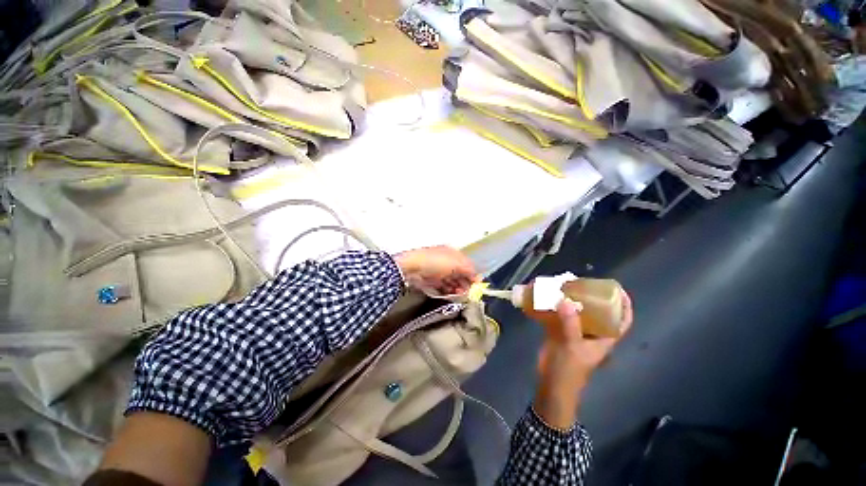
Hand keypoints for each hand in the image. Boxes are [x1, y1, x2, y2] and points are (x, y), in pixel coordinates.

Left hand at [393, 246, 478, 295]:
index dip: (472, 274)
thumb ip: (469, 270)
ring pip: (451, 281)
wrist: (411, 268)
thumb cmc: (436, 262)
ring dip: (457, 288)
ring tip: (459, 295)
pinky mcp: (430, 280)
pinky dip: (448, 291)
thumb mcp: (456, 264)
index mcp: (452, 253)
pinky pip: (442, 286)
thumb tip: (478, 278)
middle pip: (459, 273)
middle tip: (468, 293)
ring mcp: (437, 270)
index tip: (477, 286)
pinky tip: (451, 296)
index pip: (466, 264)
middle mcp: (446, 260)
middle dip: (465, 283)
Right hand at [534, 291, 632, 429]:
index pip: (622, 321)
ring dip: (572, 300)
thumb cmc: (568, 369)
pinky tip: (548, 298)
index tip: (618, 289)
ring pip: (578, 313)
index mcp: (603, 339)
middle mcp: (592, 334)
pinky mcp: (560, 332)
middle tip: (583, 283)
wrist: (552, 383)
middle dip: (593, 297)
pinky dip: (555, 307)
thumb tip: (566, 301)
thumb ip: (570, 325)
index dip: (624, 305)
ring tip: (565, 286)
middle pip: (598, 312)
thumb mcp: (572, 347)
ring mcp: (575, 333)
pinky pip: (560, 315)